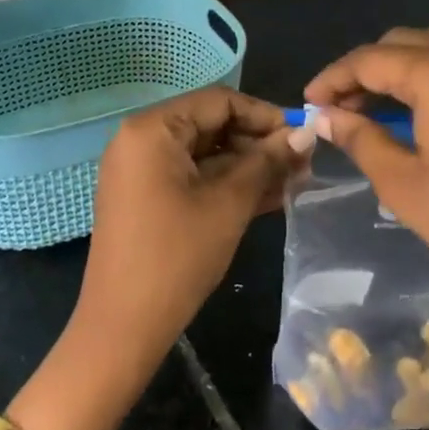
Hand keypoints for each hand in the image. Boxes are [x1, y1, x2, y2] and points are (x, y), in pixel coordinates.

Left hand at [75, 86, 307, 372]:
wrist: (123, 328)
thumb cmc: (177, 256)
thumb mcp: (230, 203)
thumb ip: (268, 161)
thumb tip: (305, 132)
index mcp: (153, 129)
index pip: (219, 102)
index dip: (265, 115)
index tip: (302, 135)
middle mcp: (142, 140)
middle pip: (212, 125)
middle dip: (259, 144)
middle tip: (303, 164)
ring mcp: (142, 171)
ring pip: (206, 154)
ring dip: (249, 167)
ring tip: (295, 182)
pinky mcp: (148, 198)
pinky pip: (193, 177)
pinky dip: (227, 185)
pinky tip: (269, 198)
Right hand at [307, 19, 428, 429]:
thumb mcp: (402, 182)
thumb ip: (360, 138)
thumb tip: (325, 116)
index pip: (370, 59)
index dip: (333, 78)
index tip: (308, 104)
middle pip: (403, 42)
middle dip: (365, 70)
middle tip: (340, 110)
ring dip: (403, 61)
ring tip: (381, 102)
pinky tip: (425, 106)